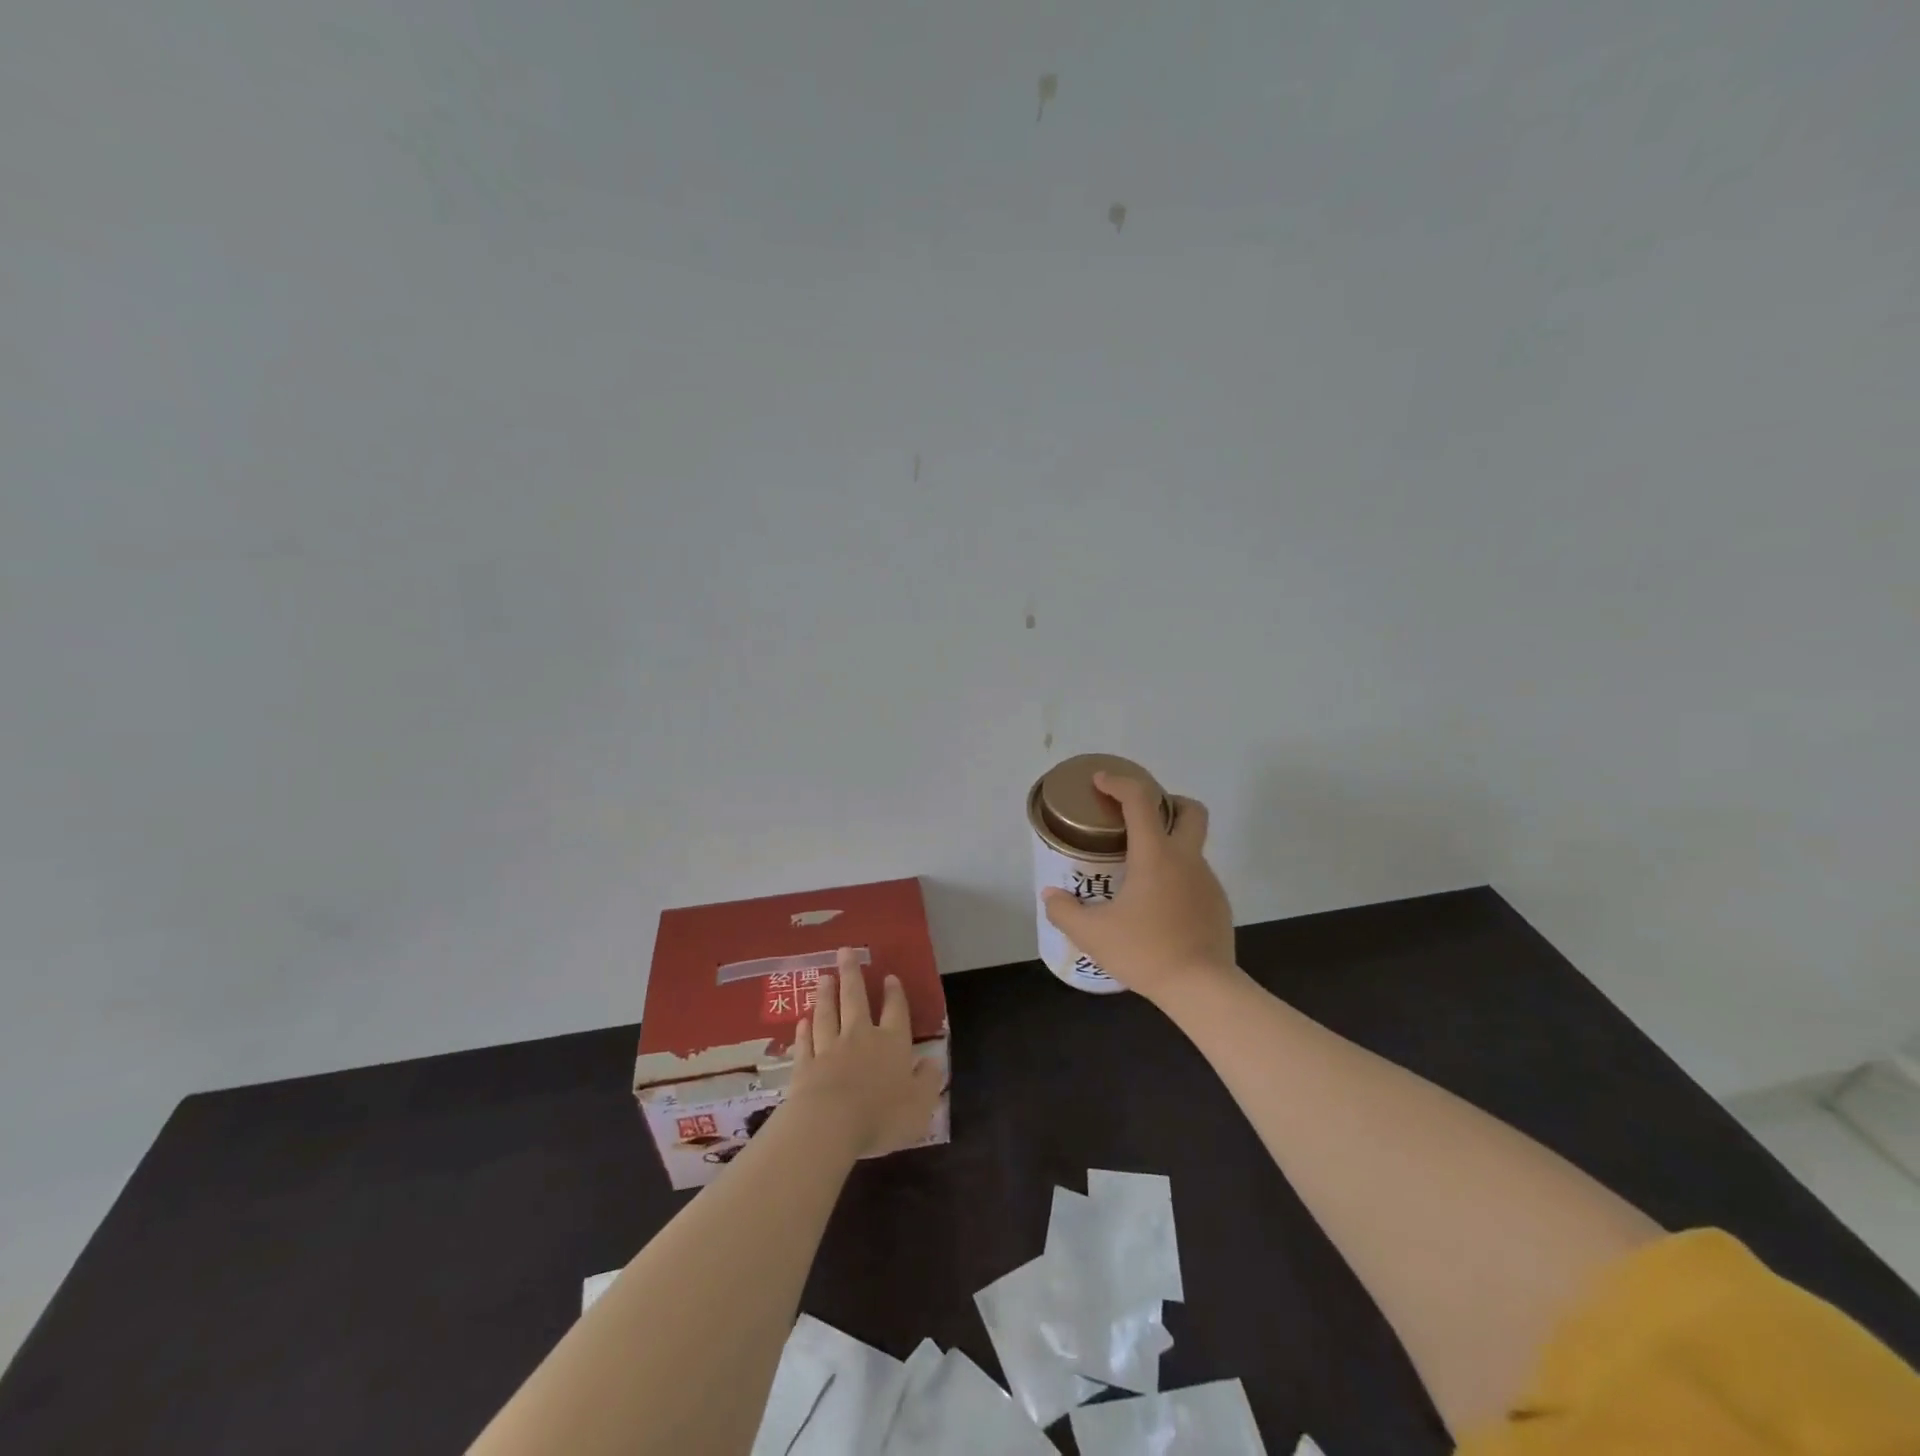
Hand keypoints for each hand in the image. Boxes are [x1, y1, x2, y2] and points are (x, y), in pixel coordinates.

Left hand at [788, 947, 945, 1159]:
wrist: (829, 1126)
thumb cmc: (882, 1116)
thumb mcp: (920, 1105)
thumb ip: (928, 1081)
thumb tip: (933, 1062)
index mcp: (891, 1044)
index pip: (895, 1012)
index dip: (894, 994)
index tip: (889, 977)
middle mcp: (860, 1038)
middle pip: (855, 999)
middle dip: (851, 974)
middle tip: (845, 951)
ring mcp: (829, 1049)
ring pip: (827, 1015)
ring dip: (826, 995)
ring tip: (824, 977)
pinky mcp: (804, 1067)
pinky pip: (805, 1043)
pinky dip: (804, 1030)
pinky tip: (802, 1021)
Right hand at [1041, 772, 1237, 1004]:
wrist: (1203, 989)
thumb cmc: (1146, 952)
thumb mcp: (1092, 934)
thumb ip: (1064, 911)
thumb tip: (1050, 895)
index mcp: (1156, 855)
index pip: (1140, 800)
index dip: (1119, 783)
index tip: (1100, 782)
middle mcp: (1186, 859)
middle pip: (1190, 810)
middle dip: (1168, 801)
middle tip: (1140, 817)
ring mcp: (1207, 881)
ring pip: (1192, 846)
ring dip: (1169, 845)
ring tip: (1138, 872)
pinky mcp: (1217, 904)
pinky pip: (1195, 877)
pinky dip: (1177, 877)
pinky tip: (1158, 905)